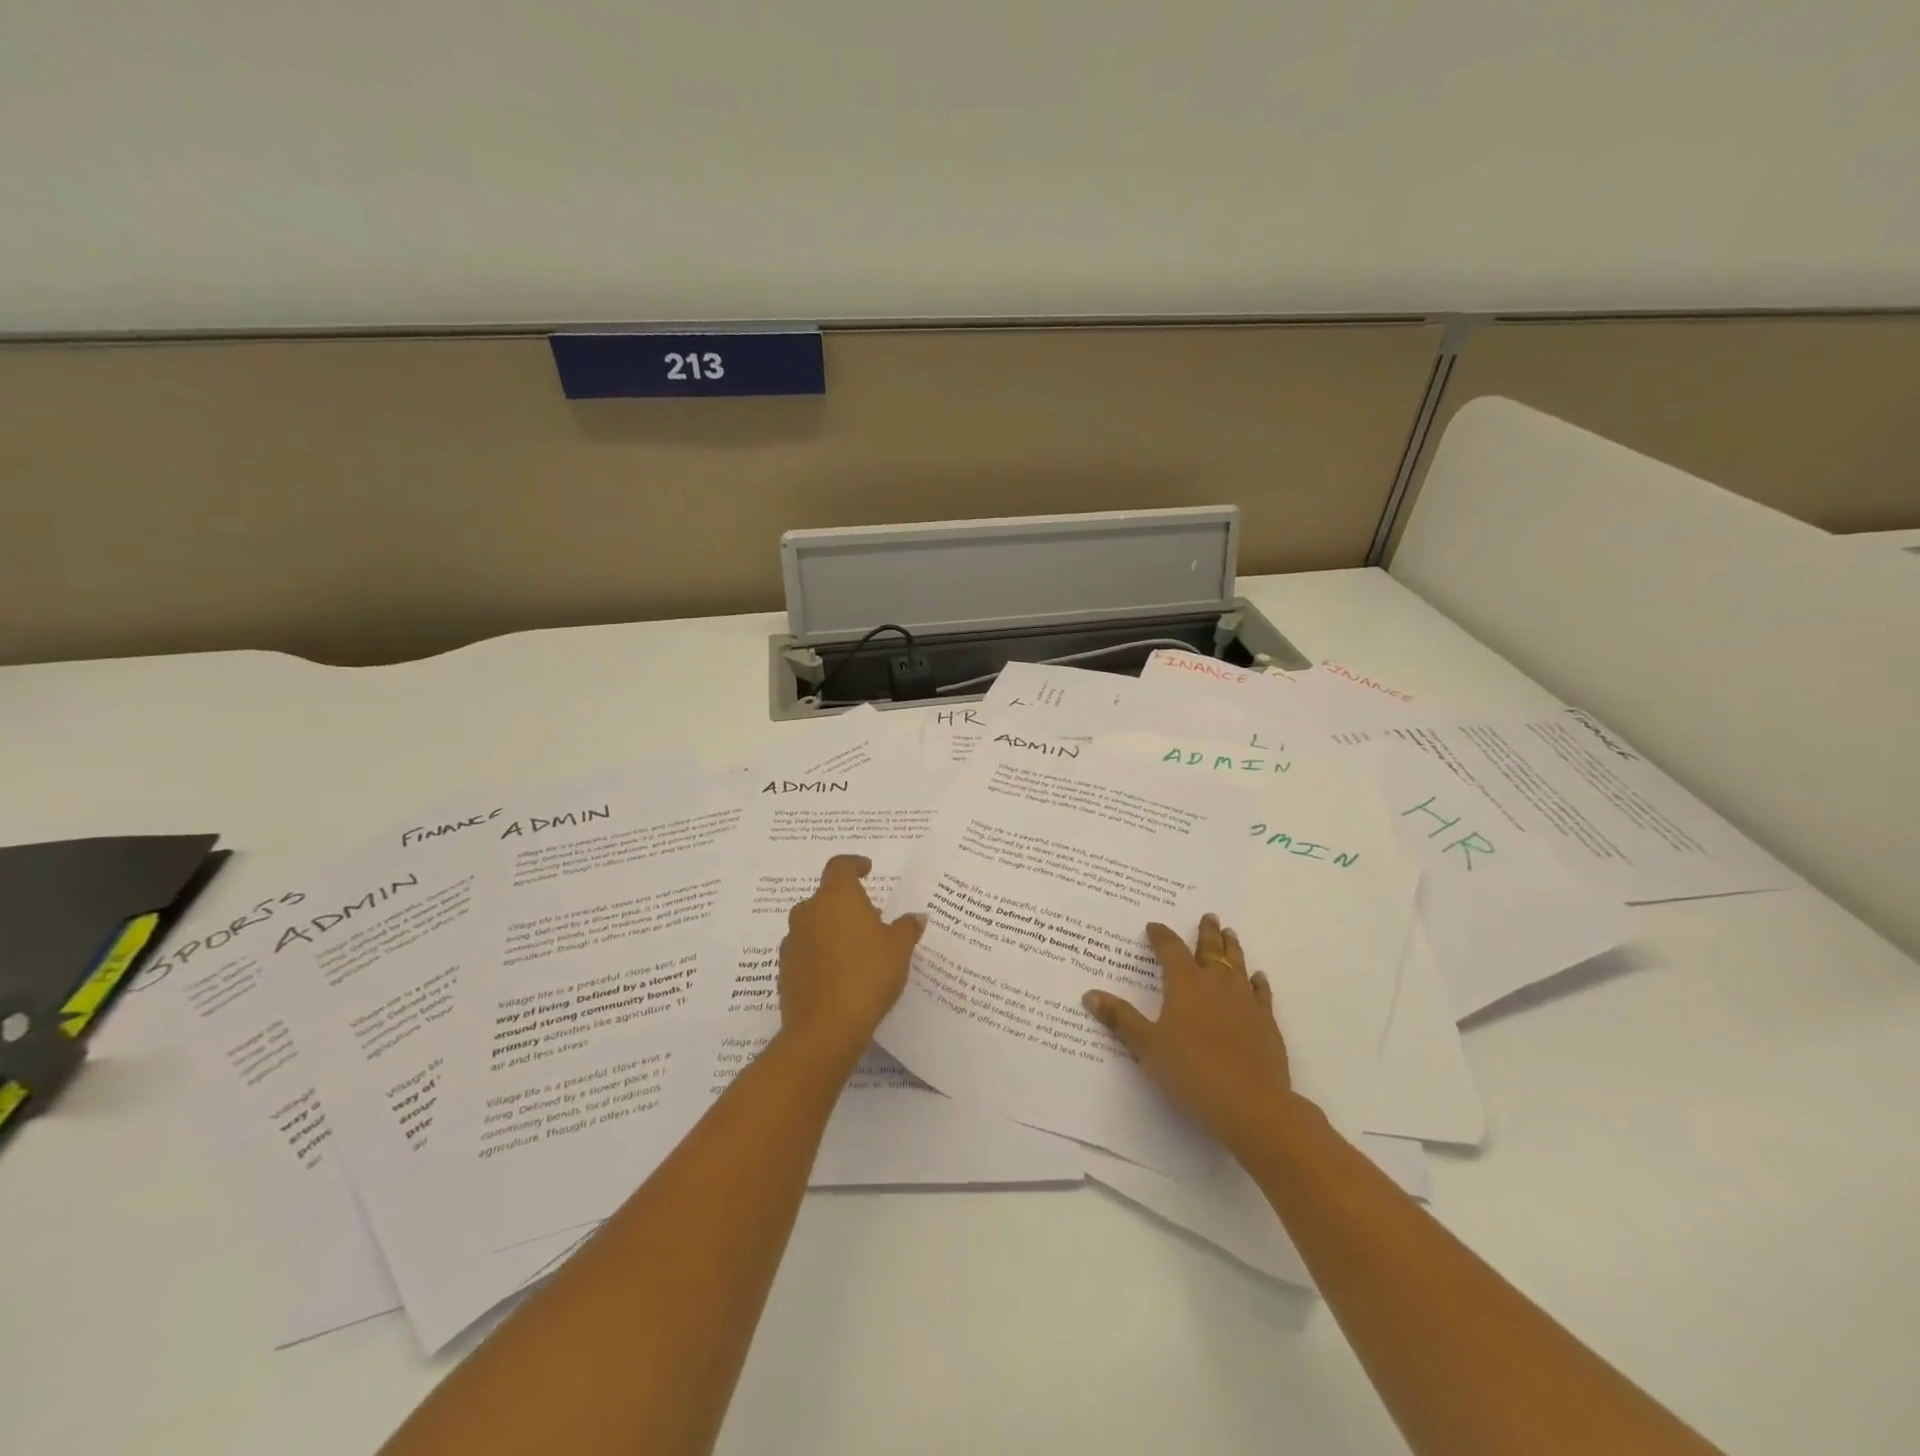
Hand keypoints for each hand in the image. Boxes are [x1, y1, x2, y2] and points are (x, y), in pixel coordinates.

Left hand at [779, 855, 924, 1065]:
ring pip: (814, 924)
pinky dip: (821, 954)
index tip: (867, 870)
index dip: (854, 864)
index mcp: (836, 897)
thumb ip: (907, 927)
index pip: (840, 866)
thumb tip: (915, 917)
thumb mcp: (899, 949)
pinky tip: (839, 973)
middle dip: (846, 904)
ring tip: (856, 949)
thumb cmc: (867, 975)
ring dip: (832, 929)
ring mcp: (792, 941)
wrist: (825, 1028)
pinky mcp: (785, 970)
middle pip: (826, 896)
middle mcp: (809, 912)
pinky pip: (806, 951)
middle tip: (870, 919)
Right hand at [1083, 914, 1298, 1155]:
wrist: (1252, 1105)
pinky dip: (1258, 982)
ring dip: (1232, 948)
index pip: (1170, 950)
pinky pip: (1261, 993)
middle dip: (1206, 933)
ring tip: (1230, 934)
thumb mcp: (1147, 1047)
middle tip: (1208, 916)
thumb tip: (1089, 993)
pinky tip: (1258, 978)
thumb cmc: (1192, 1072)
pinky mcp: (1266, 1022)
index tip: (1154, 926)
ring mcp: (1245, 1001)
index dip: (1161, 936)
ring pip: (1238, 964)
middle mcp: (1216, 984)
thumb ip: (1121, 1019)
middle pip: (1210, 950)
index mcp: (1185, 984)